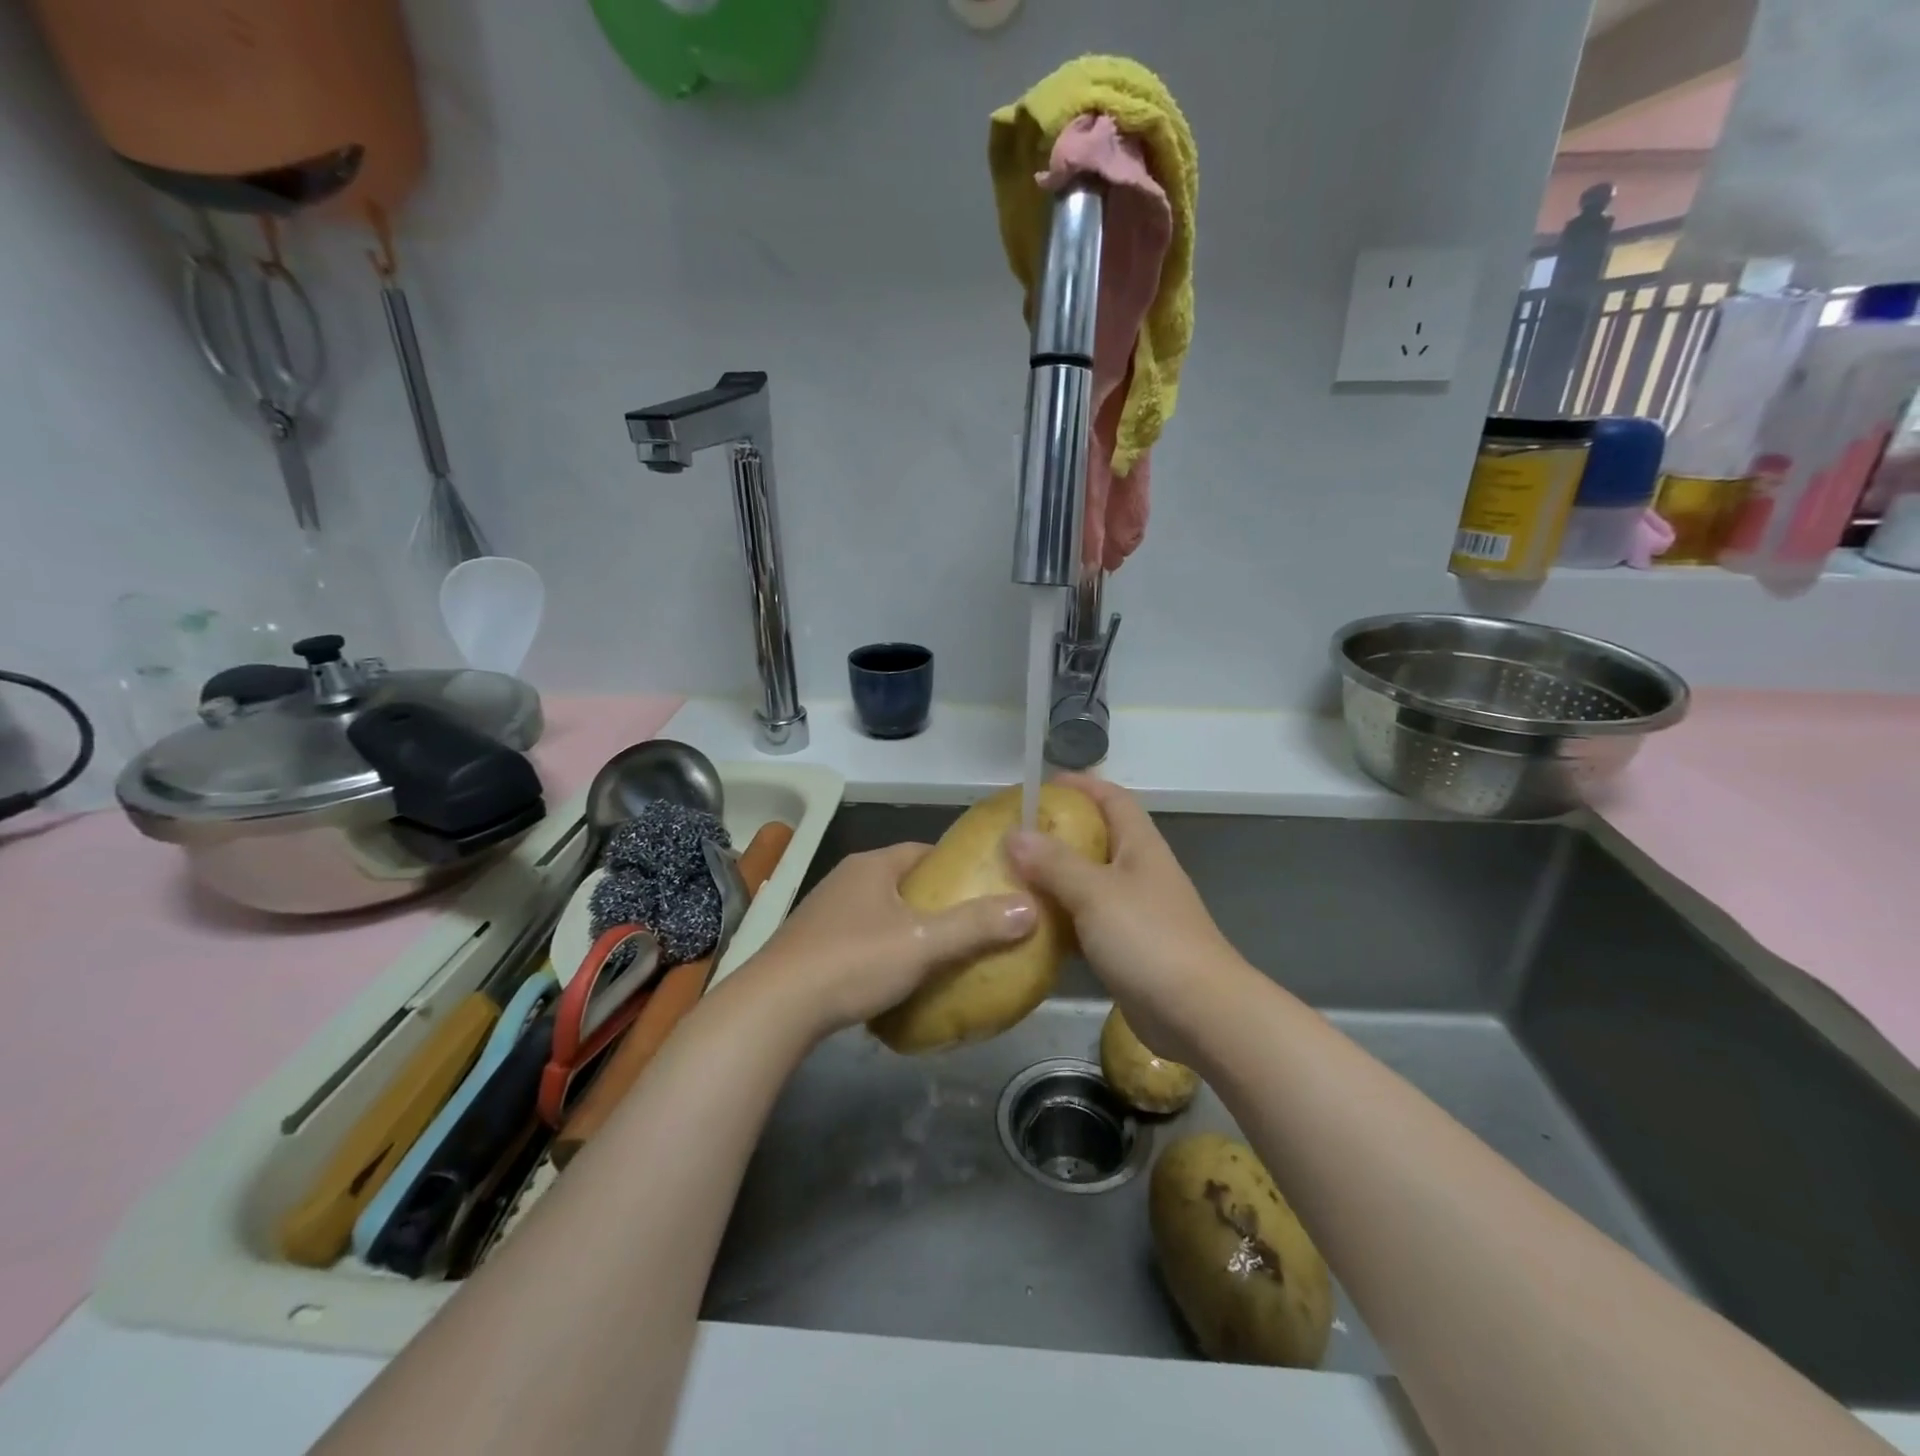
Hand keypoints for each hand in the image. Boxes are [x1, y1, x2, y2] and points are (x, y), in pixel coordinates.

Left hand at [738, 843, 1036, 1040]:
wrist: (775, 1009)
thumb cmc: (853, 962)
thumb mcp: (923, 943)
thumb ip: (976, 925)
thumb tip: (1030, 908)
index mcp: (872, 865)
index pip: (924, 851)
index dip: (957, 867)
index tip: (986, 888)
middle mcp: (846, 879)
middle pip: (904, 882)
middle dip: (937, 901)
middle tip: (972, 925)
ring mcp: (825, 913)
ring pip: (882, 912)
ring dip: (909, 928)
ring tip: (942, 955)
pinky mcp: (812, 946)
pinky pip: (861, 938)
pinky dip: (884, 951)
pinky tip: (898, 979)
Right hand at [1005, 775, 1247, 1065]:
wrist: (1199, 1014)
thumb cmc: (1149, 939)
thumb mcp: (1095, 893)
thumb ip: (1054, 863)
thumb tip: (1014, 834)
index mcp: (1141, 846)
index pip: (1113, 798)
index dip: (1081, 785)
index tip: (1042, 785)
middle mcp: (1141, 872)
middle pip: (1099, 838)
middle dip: (1060, 833)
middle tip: (1016, 837)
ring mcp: (1137, 912)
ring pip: (1090, 883)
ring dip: (1057, 879)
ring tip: (1013, 879)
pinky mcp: (1129, 948)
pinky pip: (1089, 922)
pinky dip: (1063, 920)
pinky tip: (1033, 928)